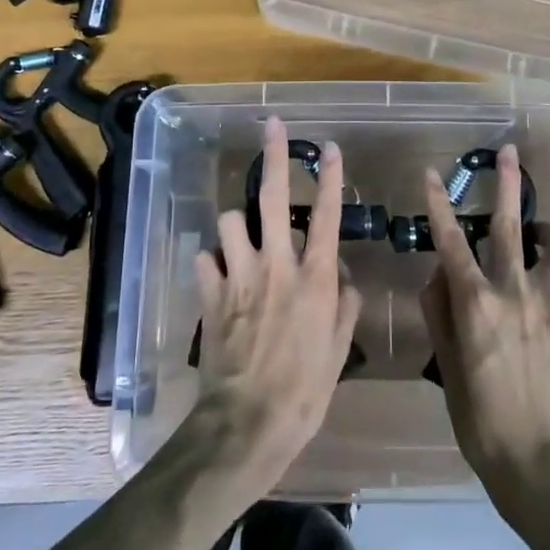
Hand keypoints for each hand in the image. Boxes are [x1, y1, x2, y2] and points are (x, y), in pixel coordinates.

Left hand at [188, 116, 362, 500]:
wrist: (249, 423)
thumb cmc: (305, 390)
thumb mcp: (339, 350)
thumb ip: (344, 306)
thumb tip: (342, 277)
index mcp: (314, 277)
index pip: (325, 215)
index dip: (328, 177)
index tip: (328, 147)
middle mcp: (276, 265)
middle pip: (271, 197)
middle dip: (273, 156)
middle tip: (272, 126)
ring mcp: (239, 276)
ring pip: (229, 220)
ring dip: (235, 225)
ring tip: (241, 239)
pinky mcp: (210, 293)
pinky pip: (204, 259)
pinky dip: (211, 262)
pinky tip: (217, 275)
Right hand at [418, 145, 549, 504]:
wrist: (536, 462)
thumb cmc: (478, 417)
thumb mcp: (446, 364)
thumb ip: (440, 311)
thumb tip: (439, 275)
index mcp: (476, 303)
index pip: (451, 241)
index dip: (439, 204)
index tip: (431, 174)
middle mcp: (514, 293)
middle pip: (512, 227)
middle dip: (507, 185)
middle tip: (508, 153)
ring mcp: (548, 307)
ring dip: (548, 231)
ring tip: (538, 231)